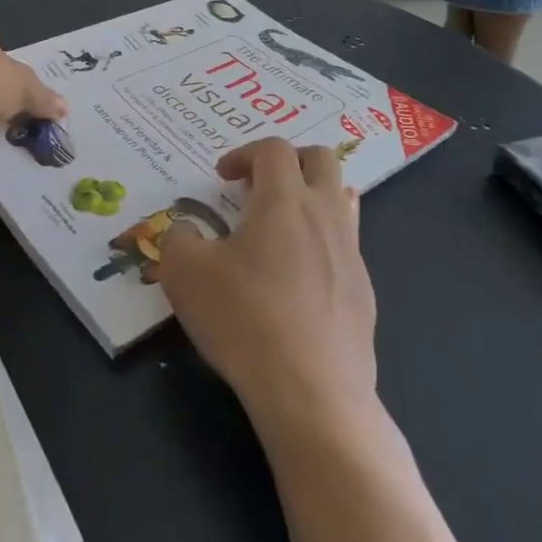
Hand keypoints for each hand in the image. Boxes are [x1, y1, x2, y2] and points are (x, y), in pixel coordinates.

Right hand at [160, 139, 375, 434]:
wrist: (312, 392)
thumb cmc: (244, 320)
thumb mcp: (185, 274)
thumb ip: (178, 238)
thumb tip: (187, 230)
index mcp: (284, 201)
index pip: (273, 149)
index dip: (243, 153)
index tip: (221, 179)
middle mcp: (325, 215)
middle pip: (320, 159)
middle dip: (287, 161)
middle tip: (256, 188)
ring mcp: (352, 253)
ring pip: (342, 198)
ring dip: (310, 196)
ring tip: (280, 225)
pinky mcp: (364, 291)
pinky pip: (345, 244)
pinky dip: (320, 241)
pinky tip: (296, 279)